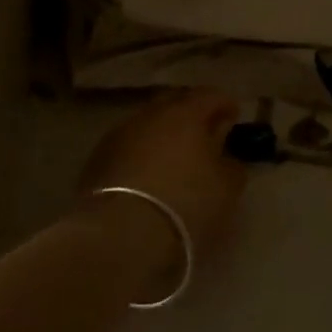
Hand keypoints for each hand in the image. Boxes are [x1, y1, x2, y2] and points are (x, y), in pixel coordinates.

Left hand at [79, 90, 247, 283]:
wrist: (120, 235)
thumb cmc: (185, 206)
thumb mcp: (226, 190)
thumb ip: (232, 167)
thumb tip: (226, 158)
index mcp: (185, 114)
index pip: (210, 96)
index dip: (225, 104)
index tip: (234, 116)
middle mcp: (150, 115)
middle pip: (175, 102)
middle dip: (191, 113)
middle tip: (204, 132)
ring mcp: (120, 134)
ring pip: (148, 123)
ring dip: (163, 133)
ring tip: (174, 155)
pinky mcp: (98, 158)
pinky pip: (128, 145)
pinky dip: (142, 152)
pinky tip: (147, 173)